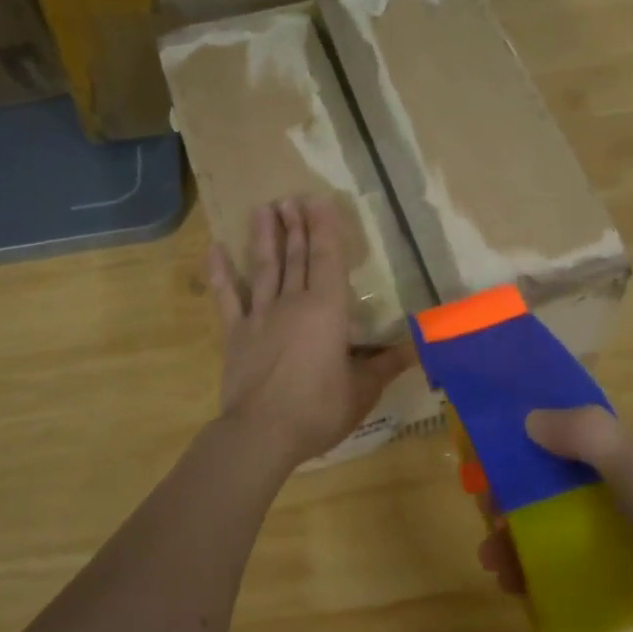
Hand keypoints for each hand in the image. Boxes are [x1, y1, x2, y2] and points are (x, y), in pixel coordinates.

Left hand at [207, 196, 412, 471]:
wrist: (261, 434)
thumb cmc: (318, 410)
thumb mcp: (362, 391)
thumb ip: (386, 364)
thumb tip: (418, 348)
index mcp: (327, 311)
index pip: (327, 260)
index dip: (325, 229)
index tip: (319, 200)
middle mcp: (292, 303)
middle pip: (296, 257)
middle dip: (296, 226)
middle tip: (292, 197)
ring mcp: (259, 316)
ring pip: (263, 268)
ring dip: (264, 237)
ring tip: (264, 209)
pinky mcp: (234, 334)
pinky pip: (226, 298)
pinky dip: (219, 273)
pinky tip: (214, 249)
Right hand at [476, 407, 632, 631]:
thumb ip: (590, 439)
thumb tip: (530, 417)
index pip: (573, 446)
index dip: (526, 461)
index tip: (488, 490)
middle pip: (570, 490)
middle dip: (523, 512)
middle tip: (490, 545)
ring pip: (582, 528)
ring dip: (537, 546)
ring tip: (504, 579)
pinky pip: (601, 560)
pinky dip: (569, 570)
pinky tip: (545, 594)